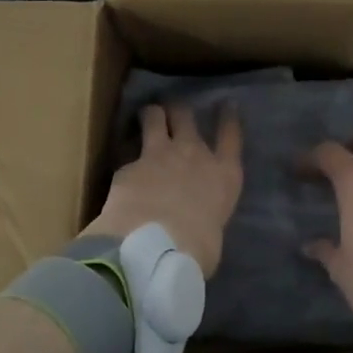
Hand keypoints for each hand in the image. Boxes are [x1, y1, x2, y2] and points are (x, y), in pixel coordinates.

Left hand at [85, 103, 243, 274]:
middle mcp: (194, 154)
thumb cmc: (197, 248)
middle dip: (179, 111)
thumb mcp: (213, 236)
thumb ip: (205, 220)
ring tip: (146, 117)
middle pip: (187, 116)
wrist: (157, 244)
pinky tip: (121, 164)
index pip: (231, 135)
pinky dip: (124, 155)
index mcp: (225, 175)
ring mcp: (160, 154)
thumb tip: (195, 229)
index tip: (227, 104)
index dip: (228, 117)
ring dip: (151, 115)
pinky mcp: (129, 164)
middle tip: (173, 112)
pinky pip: (127, 151)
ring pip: (155, 117)